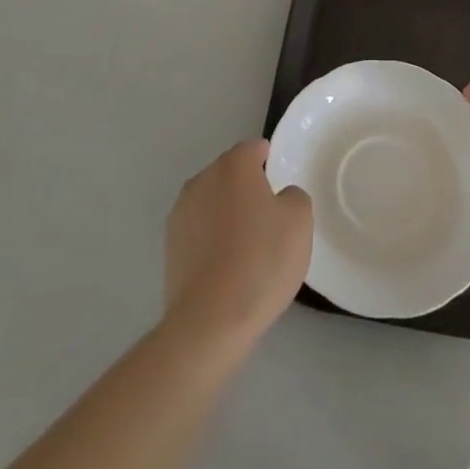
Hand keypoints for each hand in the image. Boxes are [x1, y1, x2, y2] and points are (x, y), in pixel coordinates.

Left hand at [163, 140, 312, 352]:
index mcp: (234, 166)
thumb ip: (294, 196)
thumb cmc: (261, 260)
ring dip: (226, 212)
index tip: (278, 178)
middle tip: (268, 215)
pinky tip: (226, 265)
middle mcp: (203, 179)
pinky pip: (198, 230)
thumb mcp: (299, 222)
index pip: (253, 149)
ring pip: (211, 201)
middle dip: (246, 186)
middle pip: (229, 173)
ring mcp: (181, 212)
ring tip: (246, 244)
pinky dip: (211, 238)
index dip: (268, 159)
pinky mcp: (170, 245)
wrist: (211, 320)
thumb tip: (281, 197)